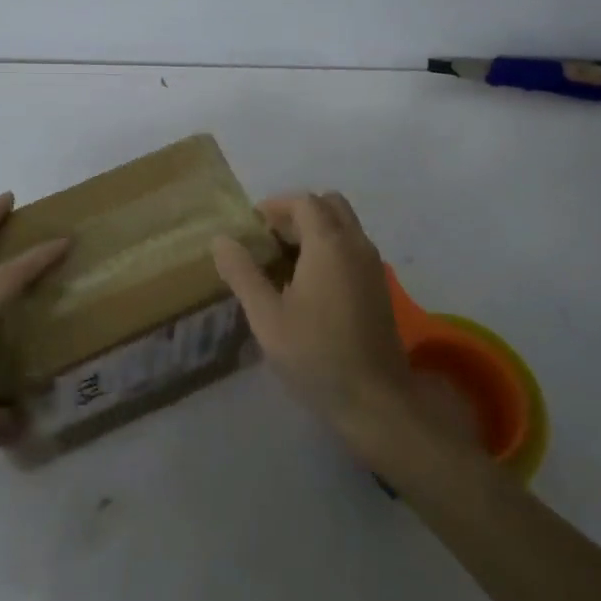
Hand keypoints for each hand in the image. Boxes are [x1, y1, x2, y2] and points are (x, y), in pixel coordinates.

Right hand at [211, 191, 412, 444]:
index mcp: (330, 245)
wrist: (374, 399)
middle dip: (298, 213)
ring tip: (283, 262)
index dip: (275, 206)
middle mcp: (356, 245)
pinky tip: (307, 284)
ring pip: (344, 226)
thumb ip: (242, 273)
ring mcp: (373, 266)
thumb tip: (221, 239)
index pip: (304, 202)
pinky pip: (352, 248)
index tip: (251, 227)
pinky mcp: (379, 287)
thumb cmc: (315, 354)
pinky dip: (330, 249)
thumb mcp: (266, 316)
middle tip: (269, 240)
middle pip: (329, 206)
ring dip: (315, 231)